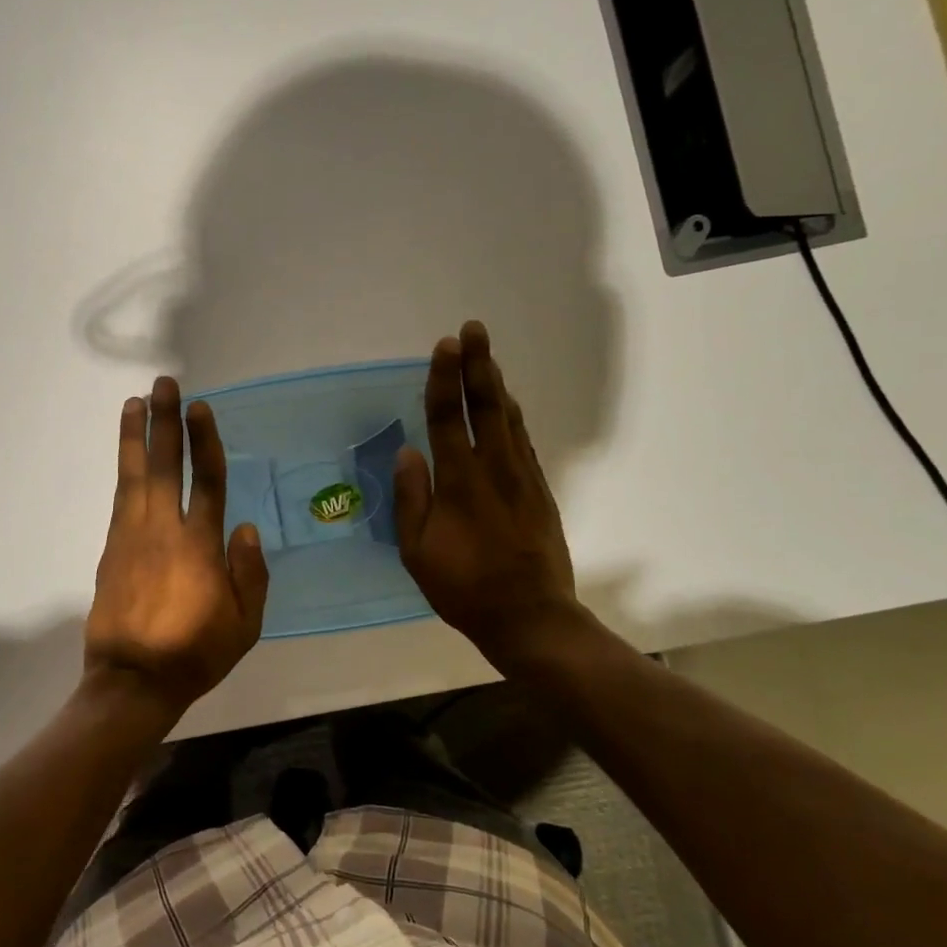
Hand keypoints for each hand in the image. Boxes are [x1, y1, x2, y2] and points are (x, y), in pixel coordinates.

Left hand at [84, 376, 269, 721]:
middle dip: (165, 421)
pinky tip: (127, 453)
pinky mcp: (112, 547)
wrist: (132, 681)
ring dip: (135, 435)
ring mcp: (133, 536)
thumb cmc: (194, 653)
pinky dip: (124, 468)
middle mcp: (164, 530)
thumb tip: (246, 527)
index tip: (201, 408)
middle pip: (166, 464)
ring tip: (134, 401)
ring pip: (135, 474)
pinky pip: (120, 497)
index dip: (205, 441)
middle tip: (164, 384)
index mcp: (200, 546)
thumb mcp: (244, 625)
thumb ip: (250, 575)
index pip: (208, 481)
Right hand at [395, 322, 593, 671]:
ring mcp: (523, 477)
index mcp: (460, 482)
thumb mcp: (418, 552)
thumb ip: (411, 499)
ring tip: (487, 356)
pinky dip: (512, 415)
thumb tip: (407, 453)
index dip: (443, 380)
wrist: (531, 617)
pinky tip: (506, 406)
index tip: (444, 346)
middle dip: (477, 364)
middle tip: (473, 329)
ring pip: (508, 419)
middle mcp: (494, 469)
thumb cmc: (464, 588)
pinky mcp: (539, 490)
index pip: (447, 419)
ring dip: (496, 383)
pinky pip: (523, 440)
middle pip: (485, 406)